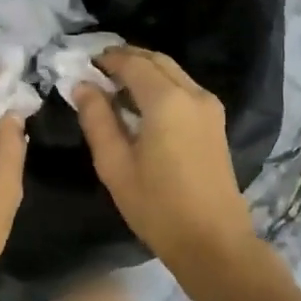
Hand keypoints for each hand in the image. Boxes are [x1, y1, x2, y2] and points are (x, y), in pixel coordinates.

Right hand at [72, 48, 256, 263]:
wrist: (213, 242)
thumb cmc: (158, 206)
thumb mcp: (115, 164)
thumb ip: (97, 119)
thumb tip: (83, 86)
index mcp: (167, 100)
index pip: (133, 63)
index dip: (107, 59)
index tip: (84, 63)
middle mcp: (193, 93)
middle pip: (157, 60)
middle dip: (127, 59)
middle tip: (99, 68)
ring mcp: (210, 107)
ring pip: (173, 72)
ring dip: (145, 71)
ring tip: (116, 86)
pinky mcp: (216, 122)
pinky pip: (184, 88)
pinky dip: (161, 85)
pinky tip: (142, 105)